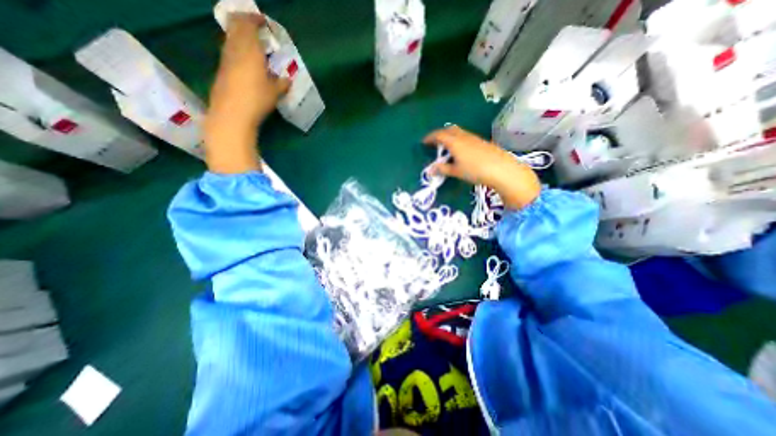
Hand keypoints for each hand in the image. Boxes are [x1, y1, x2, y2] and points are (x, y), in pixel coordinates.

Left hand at [202, 14, 290, 174]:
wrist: (232, 113)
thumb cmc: (256, 100)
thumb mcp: (274, 92)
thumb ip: (281, 83)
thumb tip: (286, 79)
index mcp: (250, 50)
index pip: (248, 23)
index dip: (255, 19)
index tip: (264, 23)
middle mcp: (234, 49)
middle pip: (235, 26)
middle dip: (245, 23)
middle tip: (257, 29)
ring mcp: (225, 58)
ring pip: (231, 38)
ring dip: (240, 36)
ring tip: (253, 45)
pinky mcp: (221, 69)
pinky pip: (229, 50)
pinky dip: (237, 48)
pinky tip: (245, 60)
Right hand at [423, 126, 540, 209]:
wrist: (501, 169)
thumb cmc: (475, 170)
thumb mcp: (456, 171)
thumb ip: (442, 169)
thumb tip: (430, 170)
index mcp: (454, 142)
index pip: (439, 135)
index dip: (430, 138)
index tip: (423, 142)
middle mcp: (463, 136)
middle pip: (449, 129)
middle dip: (440, 134)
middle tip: (435, 143)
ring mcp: (474, 137)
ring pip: (459, 132)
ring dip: (450, 136)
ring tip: (447, 148)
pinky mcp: (482, 141)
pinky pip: (466, 136)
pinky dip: (459, 140)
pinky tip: (461, 151)